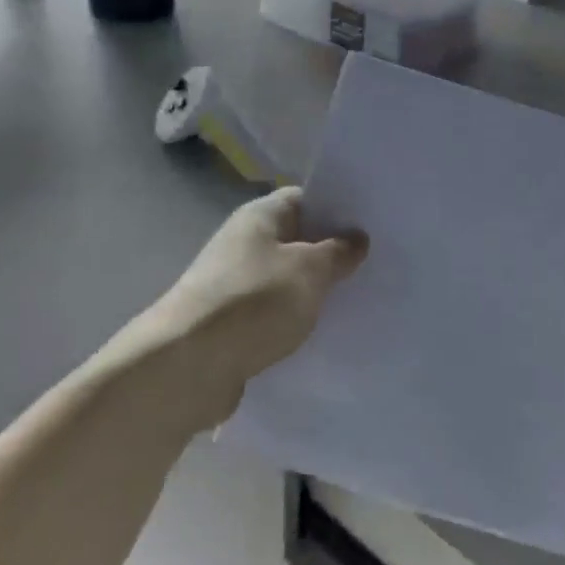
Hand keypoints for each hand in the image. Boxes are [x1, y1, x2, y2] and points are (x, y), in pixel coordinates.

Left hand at [147, 188, 367, 425]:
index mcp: (259, 216)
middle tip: (376, 264)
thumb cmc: (254, 302)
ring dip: (314, 292)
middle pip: (297, 240)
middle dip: (331, 254)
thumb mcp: (309, 270)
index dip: (338, 207)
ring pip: (286, 280)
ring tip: (360, 300)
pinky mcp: (231, 324)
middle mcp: (244, 243)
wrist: (188, 366)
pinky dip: (295, 322)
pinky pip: (273, 315)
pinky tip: (324, 334)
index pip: (305, 198)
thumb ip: (337, 252)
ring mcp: (235, 284)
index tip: (372, 224)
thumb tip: (356, 238)